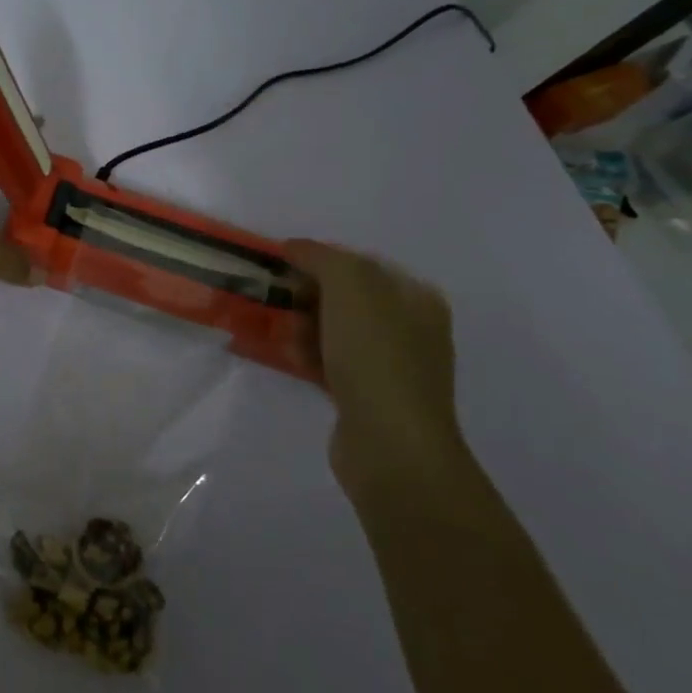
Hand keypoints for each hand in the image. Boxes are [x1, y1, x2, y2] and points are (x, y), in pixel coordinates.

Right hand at [284, 240, 463, 493]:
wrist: (390, 445)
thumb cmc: (375, 356)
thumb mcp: (351, 287)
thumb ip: (322, 257)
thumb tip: (294, 247)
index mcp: (415, 297)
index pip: (360, 263)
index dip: (319, 260)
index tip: (281, 267)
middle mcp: (408, 327)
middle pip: (344, 297)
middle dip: (306, 295)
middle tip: (276, 300)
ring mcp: (389, 365)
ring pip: (333, 330)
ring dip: (302, 326)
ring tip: (280, 333)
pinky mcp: (366, 396)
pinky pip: (328, 362)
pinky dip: (306, 355)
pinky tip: (286, 357)